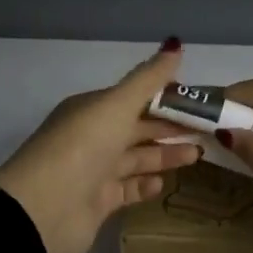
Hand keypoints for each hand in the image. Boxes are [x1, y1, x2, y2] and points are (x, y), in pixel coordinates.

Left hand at [0, 42, 202, 252]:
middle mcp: (92, 137)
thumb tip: (175, 44)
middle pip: (137, 128)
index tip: (198, 100)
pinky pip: (128, 189)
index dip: (165, 96)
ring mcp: (94, 171)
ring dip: (165, 155)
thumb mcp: (116, 104)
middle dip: (170, 127)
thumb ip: (148, 79)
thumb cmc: (82, 146)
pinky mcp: (98, 202)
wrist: (44, 208)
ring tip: (197, 155)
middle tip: (208, 129)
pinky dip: (146, 184)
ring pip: (136, 158)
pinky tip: (164, 183)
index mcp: (92, 109)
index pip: (134, 98)